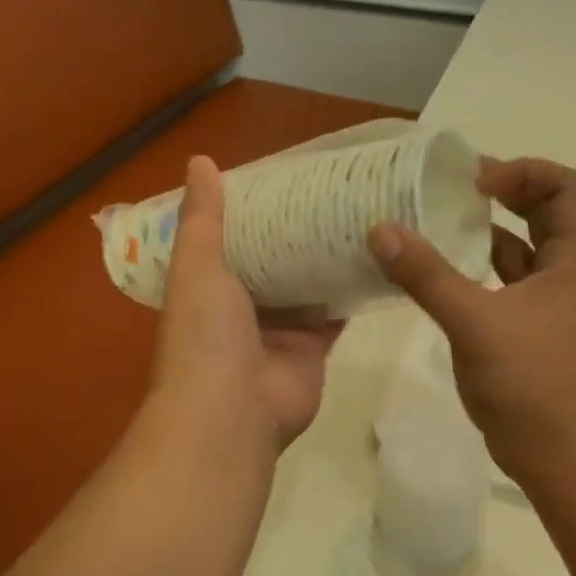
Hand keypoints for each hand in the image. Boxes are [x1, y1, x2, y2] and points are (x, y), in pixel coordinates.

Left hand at [152, 156, 343, 453]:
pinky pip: (336, 313)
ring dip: (327, 257)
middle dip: (298, 230)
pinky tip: (378, 257)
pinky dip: (352, 290)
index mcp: (210, 284)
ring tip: (361, 212)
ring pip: (308, 284)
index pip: (234, 237)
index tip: (285, 175)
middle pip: (275, 259)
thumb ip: (202, 218)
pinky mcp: (315, 347)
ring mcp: (282, 328)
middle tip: (334, 188)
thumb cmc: (205, 335)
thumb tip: (199, 160)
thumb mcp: (197, 266)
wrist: (231, 414)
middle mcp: (245, 305)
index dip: (255, 209)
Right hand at [369, 157, 575, 487]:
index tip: (472, 182)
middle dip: (500, 195)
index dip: (520, 171)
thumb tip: (380, 229)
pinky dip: (473, 272)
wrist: (564, 460)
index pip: (561, 187)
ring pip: (518, 251)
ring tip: (433, 225)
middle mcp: (566, 273)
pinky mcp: (528, 331)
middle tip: (448, 192)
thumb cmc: (533, 385)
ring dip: (482, 234)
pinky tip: (436, 275)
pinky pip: (501, 285)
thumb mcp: (476, 323)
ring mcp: (548, 305)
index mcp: (573, 259)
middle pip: (542, 212)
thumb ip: (427, 276)